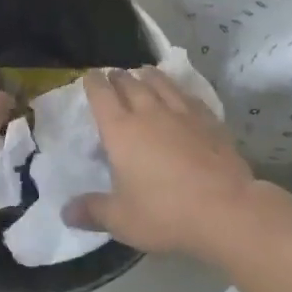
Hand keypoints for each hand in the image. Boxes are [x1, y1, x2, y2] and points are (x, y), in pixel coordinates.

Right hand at [66, 66, 258, 257]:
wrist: (226, 209)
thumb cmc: (165, 213)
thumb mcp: (121, 220)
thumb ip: (93, 211)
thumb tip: (66, 212)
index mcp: (121, 131)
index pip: (102, 96)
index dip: (93, 83)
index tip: (89, 76)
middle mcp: (149, 113)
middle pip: (130, 84)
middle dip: (119, 77)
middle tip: (114, 74)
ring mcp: (182, 114)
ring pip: (162, 84)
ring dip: (149, 76)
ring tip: (145, 72)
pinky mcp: (210, 121)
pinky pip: (189, 97)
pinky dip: (180, 91)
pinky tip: (182, 95)